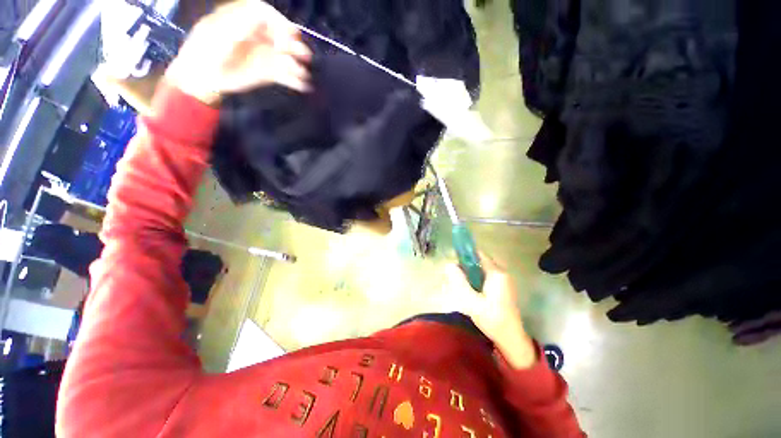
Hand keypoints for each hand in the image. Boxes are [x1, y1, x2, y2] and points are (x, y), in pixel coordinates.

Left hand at [165, 0, 310, 104]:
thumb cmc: (204, 52)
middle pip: (283, 35)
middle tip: (302, 56)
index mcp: (245, 20)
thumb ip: (240, 24)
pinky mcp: (268, 73)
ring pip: (287, 56)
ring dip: (298, 64)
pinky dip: (296, 80)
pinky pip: (286, 75)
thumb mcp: (217, 33)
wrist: (202, 78)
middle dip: (294, 44)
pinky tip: (303, 85)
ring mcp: (264, 55)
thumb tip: (264, 18)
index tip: (281, 43)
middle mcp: (258, 35)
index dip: (279, 25)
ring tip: (302, 74)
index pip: (268, 15)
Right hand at [446, 252, 537, 368]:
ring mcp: (503, 280)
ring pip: (481, 269)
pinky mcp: (502, 288)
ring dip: (470, 273)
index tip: (453, 262)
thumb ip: (459, 282)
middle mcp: (501, 273)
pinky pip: (485, 277)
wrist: (511, 339)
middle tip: (454, 276)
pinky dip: (475, 280)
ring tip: (460, 284)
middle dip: (465, 266)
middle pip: (479, 261)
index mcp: (496, 273)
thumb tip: (448, 264)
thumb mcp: (472, 302)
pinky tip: (470, 291)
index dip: (464, 255)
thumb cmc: (492, 319)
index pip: (478, 254)